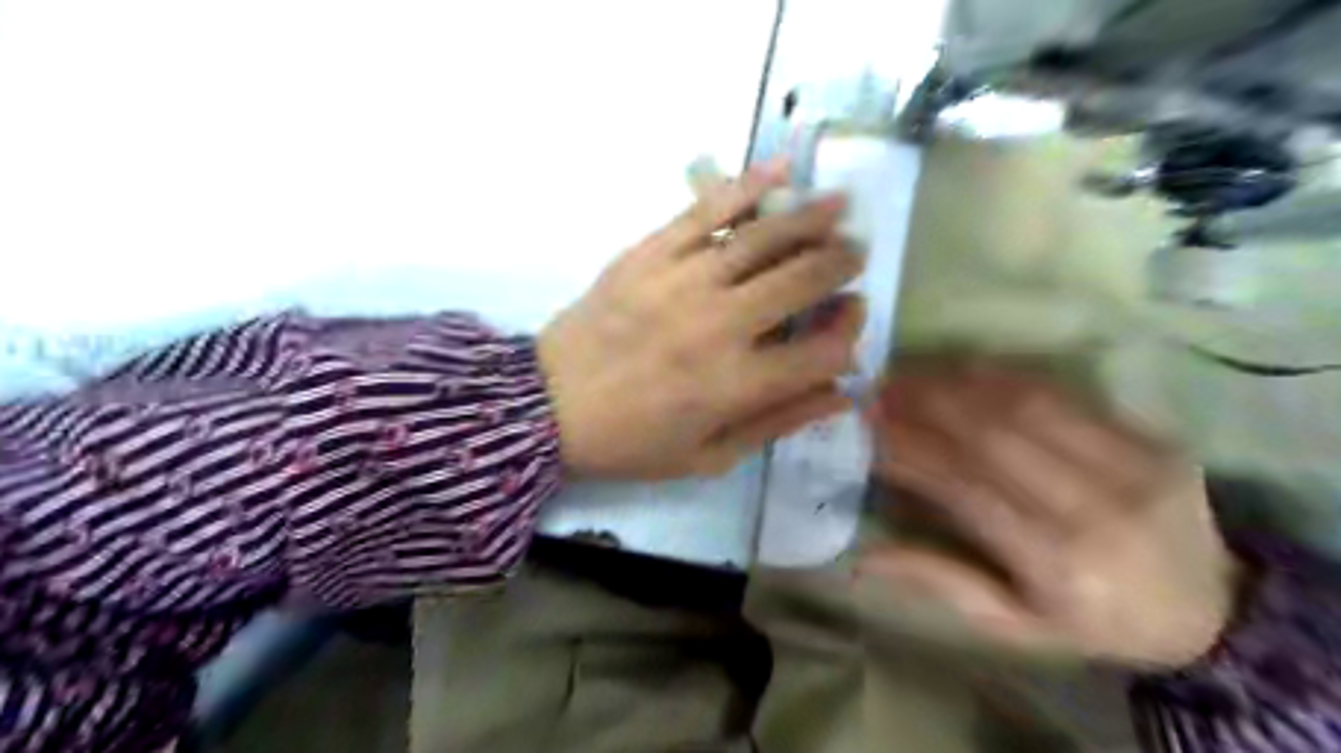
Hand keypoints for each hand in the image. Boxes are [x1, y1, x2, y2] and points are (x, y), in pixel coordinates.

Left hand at [539, 161, 862, 480]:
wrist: (547, 406)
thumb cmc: (631, 442)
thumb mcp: (708, 457)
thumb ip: (777, 423)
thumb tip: (842, 394)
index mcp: (737, 386)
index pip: (823, 351)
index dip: (849, 333)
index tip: (851, 320)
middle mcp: (720, 327)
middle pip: (804, 281)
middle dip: (842, 264)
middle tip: (855, 252)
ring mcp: (683, 282)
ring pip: (764, 238)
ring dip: (812, 217)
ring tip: (840, 205)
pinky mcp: (650, 253)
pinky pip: (706, 210)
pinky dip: (746, 186)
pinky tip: (779, 170)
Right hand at [859, 368, 1245, 666]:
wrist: (1214, 610)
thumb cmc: (1095, 620)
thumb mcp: (1014, 623)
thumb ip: (940, 580)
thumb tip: (861, 557)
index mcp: (1057, 559)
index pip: (961, 486)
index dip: (907, 451)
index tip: (863, 428)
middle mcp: (1094, 505)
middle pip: (990, 434)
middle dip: (922, 404)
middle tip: (876, 390)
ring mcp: (1131, 462)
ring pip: (1024, 403)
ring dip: (955, 382)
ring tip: (907, 374)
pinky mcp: (1152, 436)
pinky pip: (1065, 394)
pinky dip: (1003, 376)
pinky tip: (962, 369)